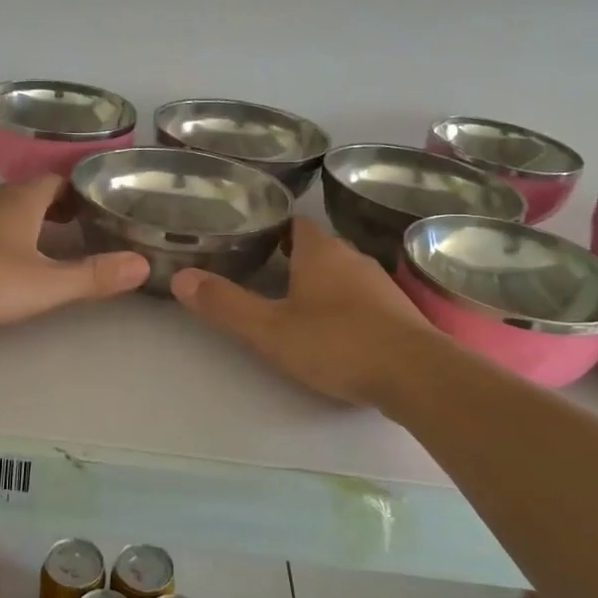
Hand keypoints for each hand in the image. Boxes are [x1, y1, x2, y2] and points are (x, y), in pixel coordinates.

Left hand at [0, 175, 149, 328]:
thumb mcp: (43, 283)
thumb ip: (92, 277)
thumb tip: (142, 265)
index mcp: (22, 200)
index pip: (60, 181)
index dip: (83, 190)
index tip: (103, 204)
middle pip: (34, 194)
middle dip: (60, 207)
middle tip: (85, 227)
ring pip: (6, 211)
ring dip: (30, 222)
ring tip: (51, 245)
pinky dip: (3, 236)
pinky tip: (2, 261)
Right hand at [170, 217, 437, 406]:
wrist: (416, 374)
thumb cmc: (337, 342)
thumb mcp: (270, 329)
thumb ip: (225, 304)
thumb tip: (180, 277)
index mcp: (320, 251)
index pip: (293, 222)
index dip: (271, 228)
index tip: (248, 240)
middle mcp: (351, 257)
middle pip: (316, 248)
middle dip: (290, 258)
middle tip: (259, 274)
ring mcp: (379, 284)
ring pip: (340, 273)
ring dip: (318, 283)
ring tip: (290, 302)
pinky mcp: (397, 312)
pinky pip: (361, 298)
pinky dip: (342, 305)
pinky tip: (332, 329)